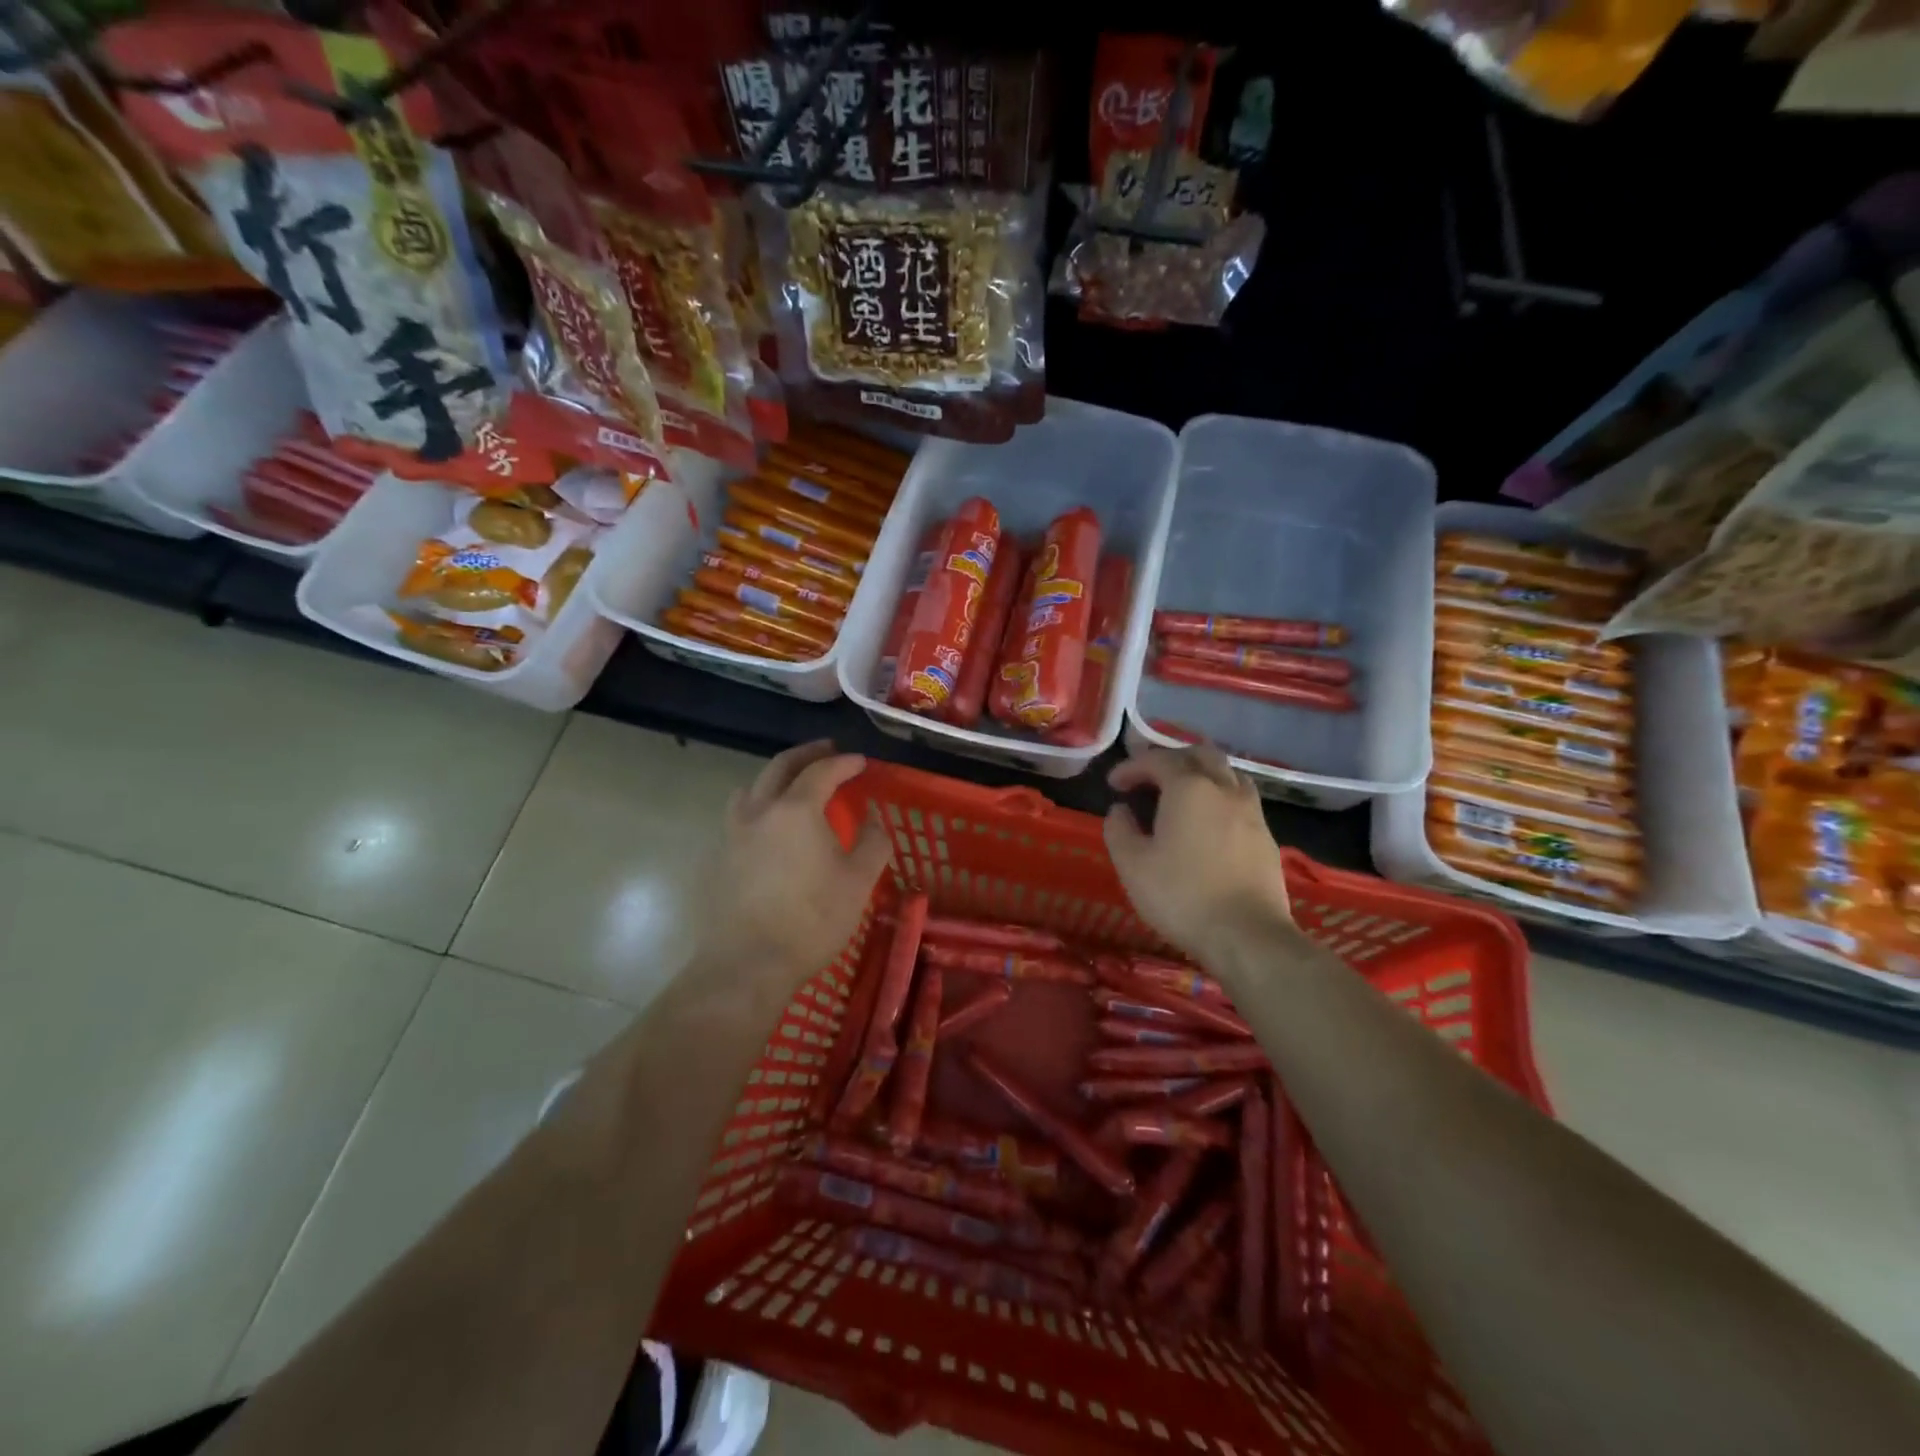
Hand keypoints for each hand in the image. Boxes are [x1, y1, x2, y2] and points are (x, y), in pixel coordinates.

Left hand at [695, 741, 891, 987]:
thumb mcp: (858, 882)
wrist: (747, 964)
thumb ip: (873, 842)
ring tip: (794, 784)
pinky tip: (770, 826)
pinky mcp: (720, 857)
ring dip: (776, 777)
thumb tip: (874, 819)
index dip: (844, 762)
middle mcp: (759, 810)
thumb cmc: (811, 920)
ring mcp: (733, 832)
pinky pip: (740, 814)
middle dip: (807, 754)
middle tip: (828, 750)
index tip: (861, 762)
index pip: (822, 771)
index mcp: (796, 809)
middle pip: (780, 766)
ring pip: (752, 787)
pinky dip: (759, 804)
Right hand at [1103, 733, 1292, 961]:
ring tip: (1183, 796)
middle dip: (1171, 759)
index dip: (1131, 767)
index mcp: (1188, 788)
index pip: (1156, 760)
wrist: (1248, 936)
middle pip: (1200, 754)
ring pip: (1227, 773)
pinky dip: (1220, 798)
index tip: (1113, 785)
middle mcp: (1223, 789)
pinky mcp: (1267, 837)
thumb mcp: (1132, 864)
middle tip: (1150, 780)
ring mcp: (1251, 812)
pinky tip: (1210, 823)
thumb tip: (1121, 810)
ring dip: (1202, 775)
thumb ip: (1119, 829)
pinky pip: (1241, 800)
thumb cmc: (1181, 895)